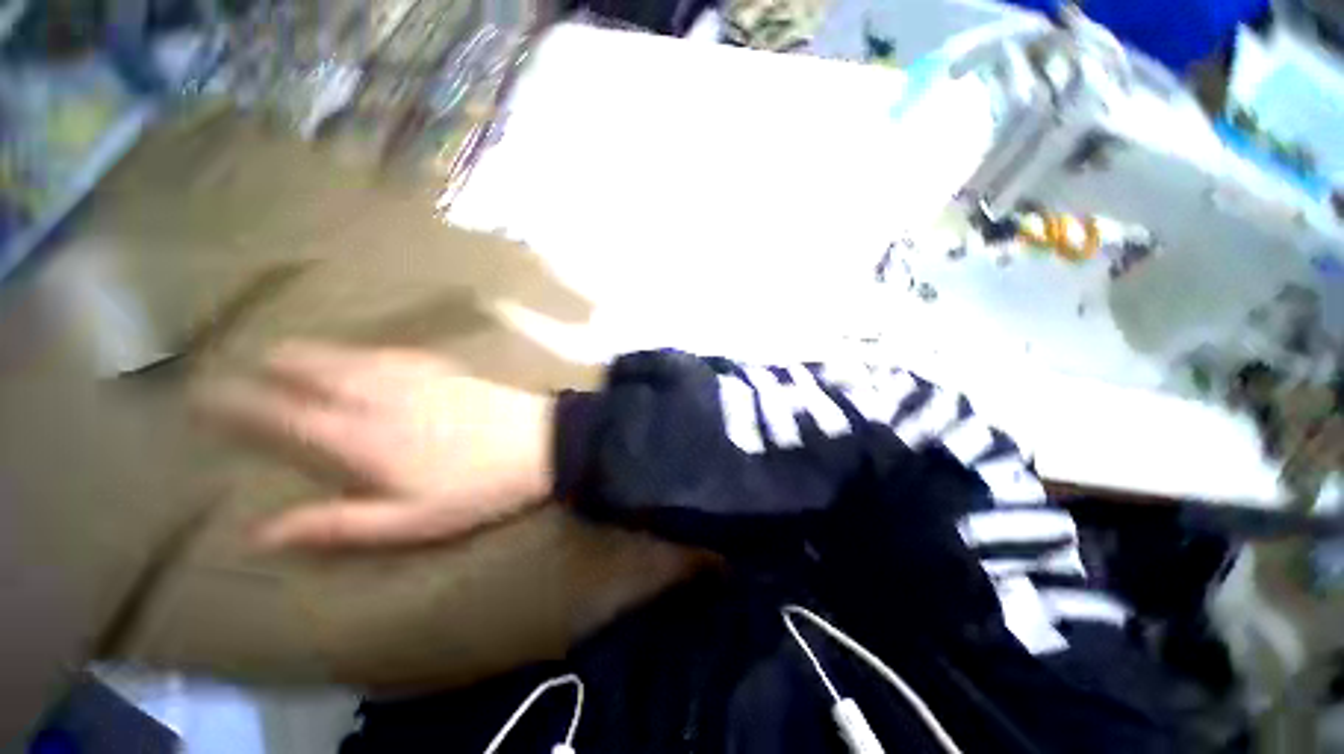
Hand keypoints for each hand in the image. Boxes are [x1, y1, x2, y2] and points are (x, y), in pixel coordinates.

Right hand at [195, 343, 553, 549]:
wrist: (543, 445)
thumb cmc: (480, 488)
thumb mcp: (409, 521)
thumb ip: (337, 525)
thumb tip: (262, 534)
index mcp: (365, 438)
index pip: (286, 416)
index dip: (243, 405)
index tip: (208, 395)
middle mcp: (384, 398)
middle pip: (320, 374)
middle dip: (280, 365)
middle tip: (252, 359)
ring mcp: (421, 379)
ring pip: (357, 358)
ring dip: (321, 352)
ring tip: (294, 348)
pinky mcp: (452, 371)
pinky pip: (400, 354)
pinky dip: (372, 350)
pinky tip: (371, 352)